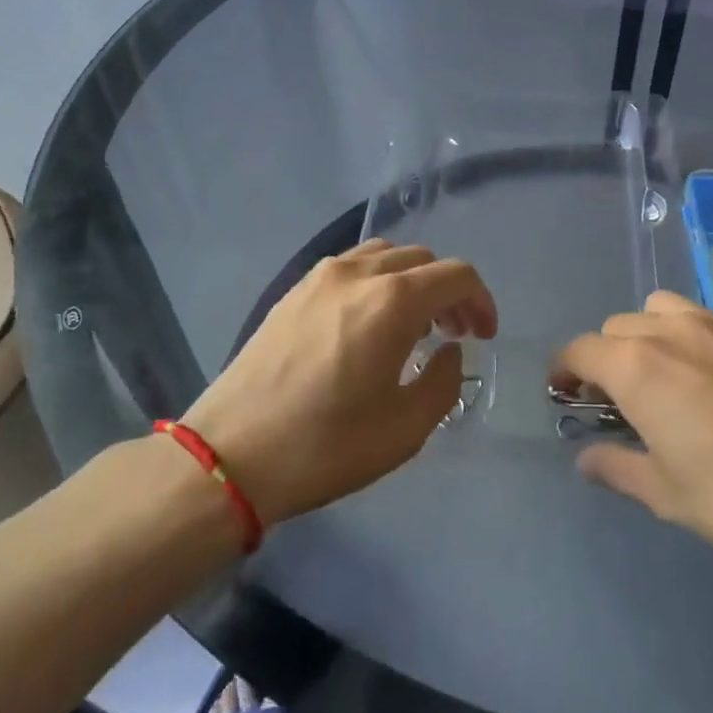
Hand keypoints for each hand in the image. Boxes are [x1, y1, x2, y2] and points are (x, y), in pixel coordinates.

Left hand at [180, 240, 497, 525]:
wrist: (230, 456)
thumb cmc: (326, 446)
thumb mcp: (405, 429)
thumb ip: (444, 381)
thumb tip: (448, 351)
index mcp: (392, 301)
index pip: (456, 275)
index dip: (480, 301)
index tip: (483, 336)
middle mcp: (357, 273)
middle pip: (422, 259)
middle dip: (448, 292)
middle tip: (453, 334)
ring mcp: (319, 277)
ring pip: (384, 256)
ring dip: (411, 281)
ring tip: (411, 326)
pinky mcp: (293, 291)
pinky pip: (350, 268)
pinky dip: (376, 283)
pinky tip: (368, 324)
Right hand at [555, 291, 712, 620]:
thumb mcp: (668, 494)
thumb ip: (617, 468)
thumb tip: (587, 458)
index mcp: (639, 365)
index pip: (580, 349)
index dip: (563, 369)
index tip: (563, 392)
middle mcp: (675, 331)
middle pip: (620, 325)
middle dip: (608, 356)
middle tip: (620, 398)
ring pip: (666, 311)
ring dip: (650, 336)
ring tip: (669, 378)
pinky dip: (697, 341)